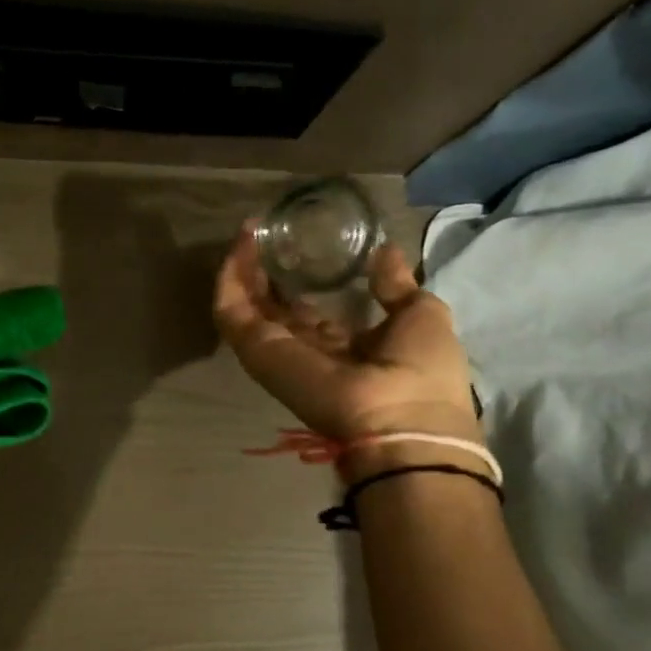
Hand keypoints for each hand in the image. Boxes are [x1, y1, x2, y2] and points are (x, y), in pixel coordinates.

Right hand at [214, 229, 478, 441]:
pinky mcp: (258, 350)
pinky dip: (230, 280)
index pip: (309, 317)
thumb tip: (384, 251)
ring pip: (247, 309)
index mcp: (343, 349)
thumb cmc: (421, 371)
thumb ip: (394, 286)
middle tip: (259, 234)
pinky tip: (239, 244)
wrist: (402, 419)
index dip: (299, 285)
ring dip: (241, 271)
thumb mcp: (420, 315)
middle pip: (273, 311)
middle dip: (263, 274)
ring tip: (245, 231)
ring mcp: (278, 353)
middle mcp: (305, 353)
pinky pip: (232, 313)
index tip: (297, 250)